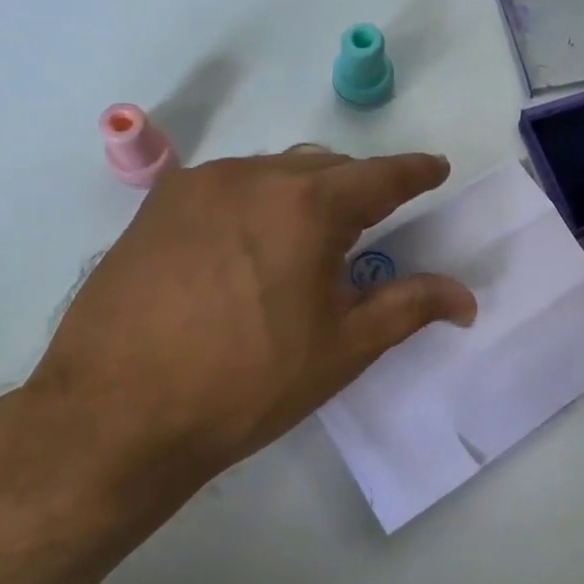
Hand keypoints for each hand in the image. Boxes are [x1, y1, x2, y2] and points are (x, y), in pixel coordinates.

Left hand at [23, 147, 475, 503]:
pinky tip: (246, 249)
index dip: (414, 173)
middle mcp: (251, 177)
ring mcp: (196, 187)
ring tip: (305, 242)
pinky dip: (254, 204)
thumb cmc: (246, 384)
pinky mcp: (155, 207)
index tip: (434, 169)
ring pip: (272, 173)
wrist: (117, 414)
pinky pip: (226, 188)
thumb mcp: (342, 348)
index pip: (379, 176)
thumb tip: (466, 297)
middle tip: (371, 226)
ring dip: (302, 195)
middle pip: (324, 168)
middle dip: (357, 189)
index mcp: (306, 207)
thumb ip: (408, 307)